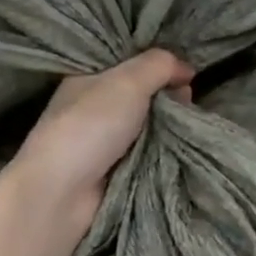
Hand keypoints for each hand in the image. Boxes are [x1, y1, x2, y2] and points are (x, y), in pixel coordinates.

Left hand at [8, 50, 193, 222]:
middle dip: (168, 95)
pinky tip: (183, 145)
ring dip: (170, 125)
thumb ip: (159, 65)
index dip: (157, 64)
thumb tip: (187, 67)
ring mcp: (104, 140)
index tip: (186, 71)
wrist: (63, 192)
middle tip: (189, 98)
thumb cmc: (90, 126)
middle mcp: (95, 106)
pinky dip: (164, 150)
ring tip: (191, 123)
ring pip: (148, 125)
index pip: (129, 63)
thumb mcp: (128, 82)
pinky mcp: (115, 170)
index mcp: (88, 79)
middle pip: (142, 94)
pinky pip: (149, 152)